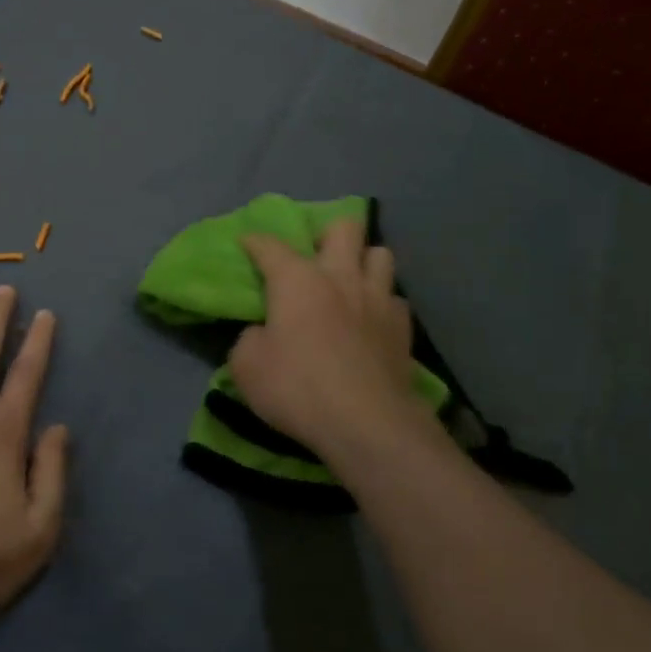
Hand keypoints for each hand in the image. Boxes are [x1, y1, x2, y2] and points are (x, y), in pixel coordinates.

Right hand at [229, 218, 438, 462]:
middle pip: (345, 228)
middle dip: (328, 234)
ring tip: (351, 282)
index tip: (247, 243)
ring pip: (380, 254)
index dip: (255, 241)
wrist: (367, 424)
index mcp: (297, 280)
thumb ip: (250, 339)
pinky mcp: (403, 327)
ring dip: (364, 261)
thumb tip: (264, 332)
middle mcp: (340, 277)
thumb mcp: (247, 367)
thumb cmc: (298, 388)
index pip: (270, 246)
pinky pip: (395, 298)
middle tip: (316, 258)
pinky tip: (372, 319)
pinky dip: (382, 302)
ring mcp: (378, 299)